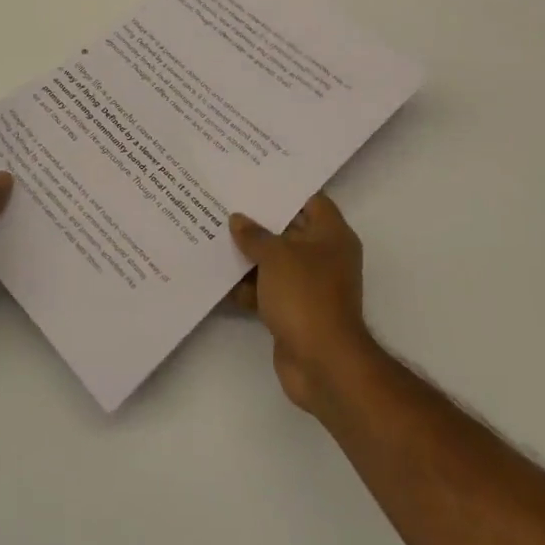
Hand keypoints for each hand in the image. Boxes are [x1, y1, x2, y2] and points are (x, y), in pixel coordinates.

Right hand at [228, 193, 378, 413]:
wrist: (322, 363)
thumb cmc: (306, 296)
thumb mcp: (277, 256)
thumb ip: (255, 235)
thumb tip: (238, 220)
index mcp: (331, 235)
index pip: (309, 200)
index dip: (283, 190)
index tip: (252, 180)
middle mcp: (324, 256)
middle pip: (289, 230)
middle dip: (258, 222)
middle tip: (225, 203)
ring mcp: (310, 286)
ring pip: (275, 262)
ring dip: (249, 255)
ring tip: (213, 235)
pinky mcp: (294, 311)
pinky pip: (268, 290)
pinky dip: (247, 286)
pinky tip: (218, 277)